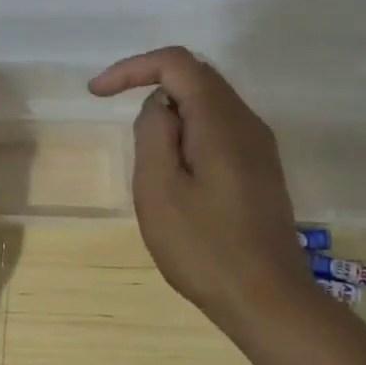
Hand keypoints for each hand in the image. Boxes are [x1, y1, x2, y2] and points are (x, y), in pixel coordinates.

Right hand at [89, 47, 314, 327]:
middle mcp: (246, 123)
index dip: (133, 68)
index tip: (98, 93)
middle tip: (116, 114)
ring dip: (169, 112)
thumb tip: (160, 107)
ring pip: (209, 103)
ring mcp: (259, 146)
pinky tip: (174, 170)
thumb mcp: (159, 189)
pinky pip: (219, 128)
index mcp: (221, 121)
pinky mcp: (260, 169)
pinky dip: (188, 131)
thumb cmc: (204, 248)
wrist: (268, 301)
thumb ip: (154, 133)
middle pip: (196, 76)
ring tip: (145, 154)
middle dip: (150, 85)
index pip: (177, 63)